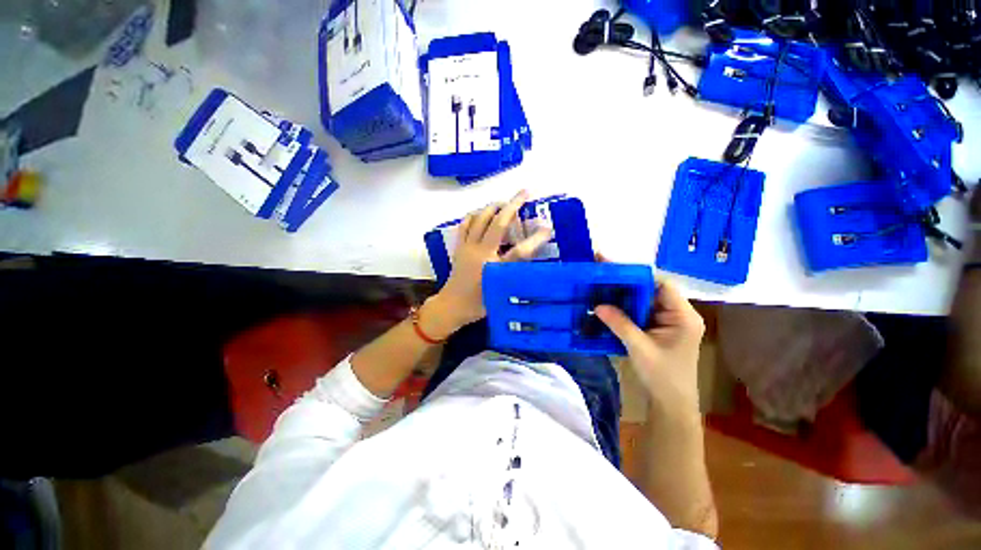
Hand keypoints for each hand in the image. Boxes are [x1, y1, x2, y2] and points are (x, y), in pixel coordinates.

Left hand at [431, 190, 551, 333]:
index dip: (535, 239)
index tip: (548, 229)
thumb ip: (516, 275)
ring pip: (479, 218)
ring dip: (493, 206)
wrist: (452, 306)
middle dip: (512, 205)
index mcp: (493, 269)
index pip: (519, 252)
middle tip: (524, 193)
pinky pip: (465, 223)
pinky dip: (475, 214)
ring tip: (505, 203)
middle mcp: (480, 253)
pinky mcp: (459, 246)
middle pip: (497, 223)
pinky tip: (482, 214)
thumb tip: (530, 257)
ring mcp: (467, 247)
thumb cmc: (479, 304)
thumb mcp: (501, 293)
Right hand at [595, 278, 704, 417]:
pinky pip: (641, 312)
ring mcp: (669, 322)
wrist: (671, 404)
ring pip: (645, 301)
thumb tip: (597, 305)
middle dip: (627, 285)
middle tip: (603, 278)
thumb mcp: (639, 348)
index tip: (614, 272)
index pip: (662, 285)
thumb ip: (619, 324)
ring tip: (602, 289)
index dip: (639, 276)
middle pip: (652, 290)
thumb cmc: (662, 377)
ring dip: (624, 296)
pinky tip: (609, 306)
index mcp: (683, 316)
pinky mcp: (659, 329)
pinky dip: (626, 308)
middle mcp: (678, 314)